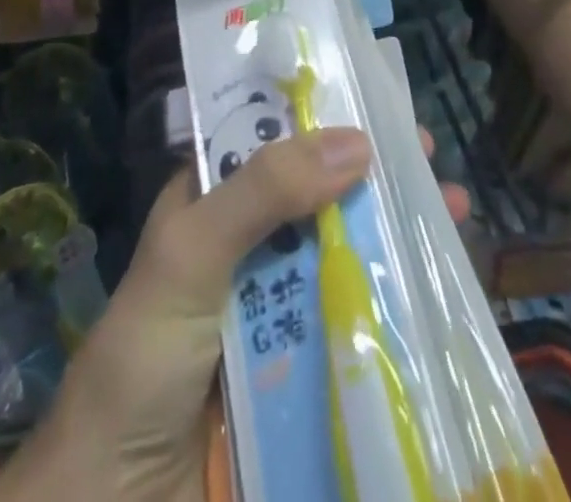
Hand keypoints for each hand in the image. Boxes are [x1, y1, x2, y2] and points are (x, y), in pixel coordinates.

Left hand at [3, 131, 468, 501]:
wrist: (118, 501)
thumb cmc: (144, 353)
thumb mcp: (191, 252)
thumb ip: (262, 193)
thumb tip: (356, 143)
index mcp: (214, 200)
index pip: (275, 139)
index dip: (326, 118)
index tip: (382, 107)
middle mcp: (250, 241)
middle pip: (320, 192)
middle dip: (374, 172)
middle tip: (430, 156)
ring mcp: (278, 304)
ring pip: (343, 251)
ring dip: (394, 231)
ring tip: (453, 210)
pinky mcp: (303, 362)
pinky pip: (353, 318)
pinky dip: (394, 300)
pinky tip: (438, 286)